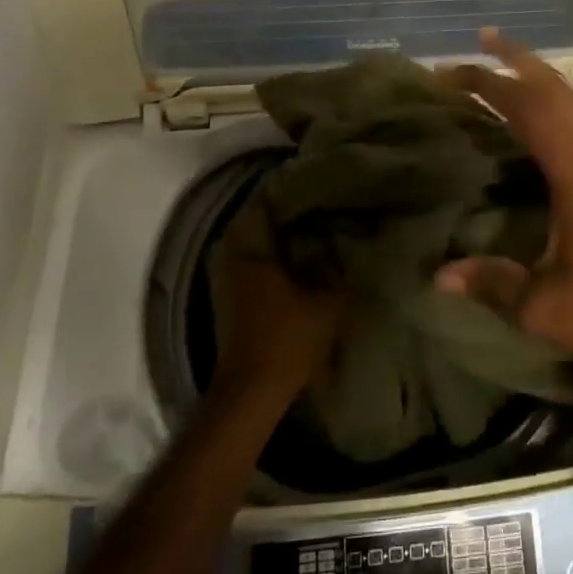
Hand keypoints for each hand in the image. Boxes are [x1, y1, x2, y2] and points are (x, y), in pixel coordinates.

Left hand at [210, 189, 345, 402]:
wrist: (252, 391)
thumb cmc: (288, 338)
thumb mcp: (328, 300)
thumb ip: (339, 268)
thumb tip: (348, 242)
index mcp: (251, 248)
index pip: (264, 201)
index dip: (290, 189)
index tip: (316, 182)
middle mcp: (231, 256)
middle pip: (255, 220)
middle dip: (283, 211)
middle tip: (316, 204)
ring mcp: (224, 278)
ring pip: (249, 241)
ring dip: (274, 234)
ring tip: (309, 228)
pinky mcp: (227, 298)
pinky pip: (247, 261)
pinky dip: (268, 255)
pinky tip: (295, 259)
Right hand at [434, 30, 572, 401]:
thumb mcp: (545, 309)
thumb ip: (492, 284)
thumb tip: (438, 276)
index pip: (529, 112)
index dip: (490, 86)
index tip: (452, 72)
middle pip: (559, 92)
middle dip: (519, 61)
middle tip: (483, 39)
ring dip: (548, 78)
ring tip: (516, 65)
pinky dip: (569, 102)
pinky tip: (559, 113)